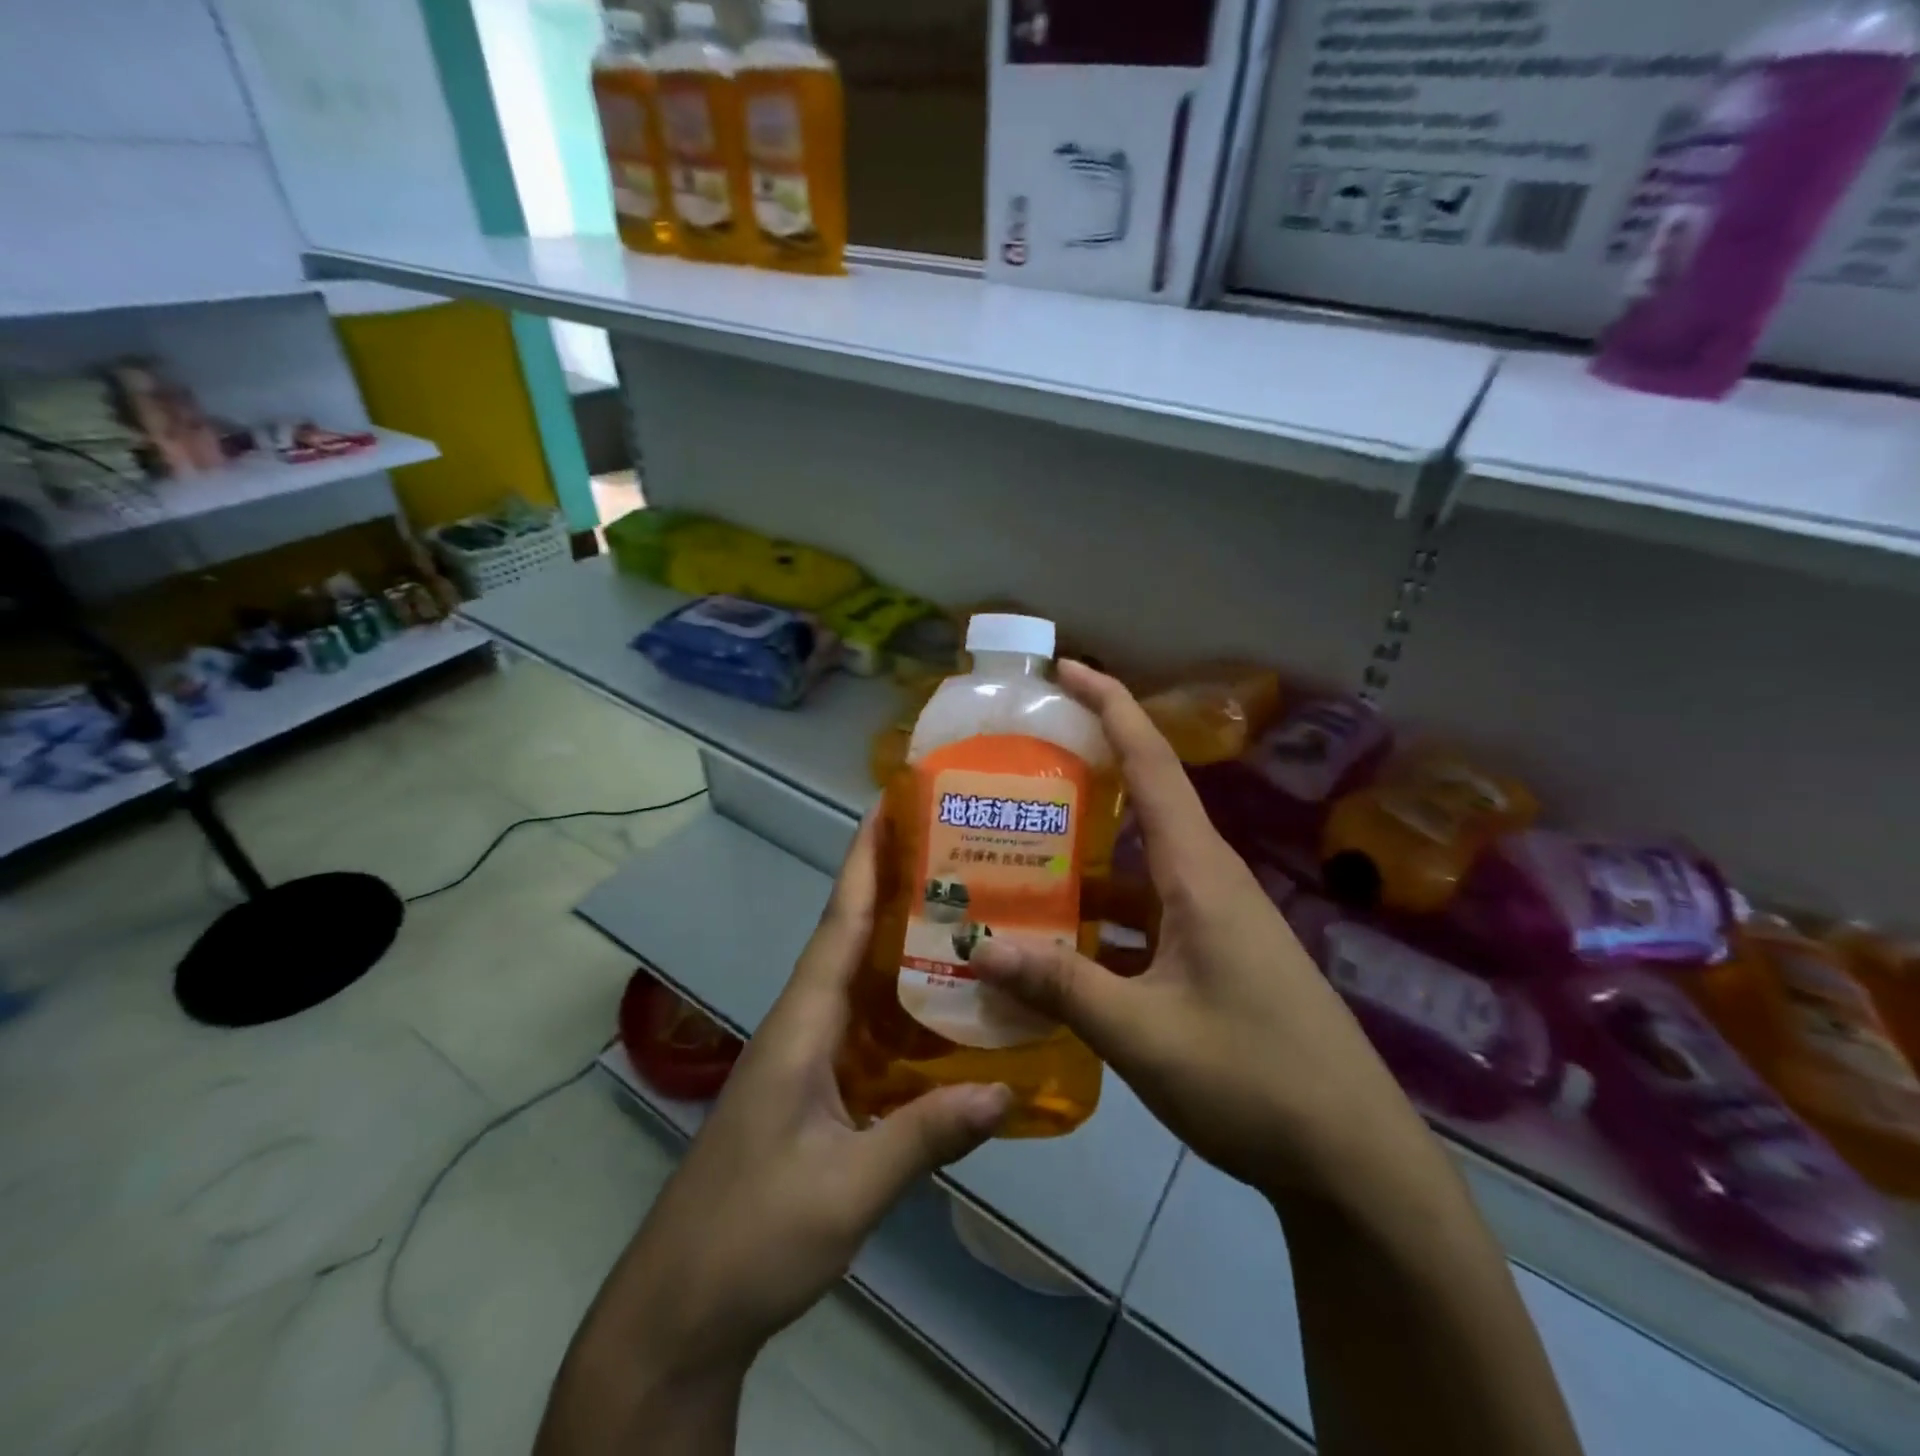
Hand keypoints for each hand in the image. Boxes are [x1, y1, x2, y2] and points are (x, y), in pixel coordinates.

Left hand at [602, 813, 1012, 1376]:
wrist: (682, 1309)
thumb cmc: (753, 1235)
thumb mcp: (847, 1189)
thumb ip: (926, 1136)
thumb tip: (1009, 1090)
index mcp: (801, 1025)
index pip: (839, 924)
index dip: (864, 864)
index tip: (890, 809)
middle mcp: (801, 1026)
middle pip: (852, 940)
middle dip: (895, 890)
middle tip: (958, 856)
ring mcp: (804, 1059)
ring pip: (859, 983)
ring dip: (902, 945)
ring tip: (965, 918)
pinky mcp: (811, 1090)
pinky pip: (863, 1028)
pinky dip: (900, 1005)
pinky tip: (943, 1012)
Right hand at [971, 662, 1427, 1205]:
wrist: (1353, 1162)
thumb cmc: (1255, 1080)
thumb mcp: (1143, 1034)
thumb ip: (1060, 986)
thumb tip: (978, 947)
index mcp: (1198, 872)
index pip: (1150, 762)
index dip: (1109, 704)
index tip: (1063, 669)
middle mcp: (1208, 880)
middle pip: (1138, 807)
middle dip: (1078, 781)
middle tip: (1009, 776)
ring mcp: (1214, 921)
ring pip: (1134, 871)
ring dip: (1080, 867)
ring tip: (1010, 867)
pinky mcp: (1215, 959)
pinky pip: (1146, 918)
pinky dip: (1100, 922)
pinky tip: (1057, 950)